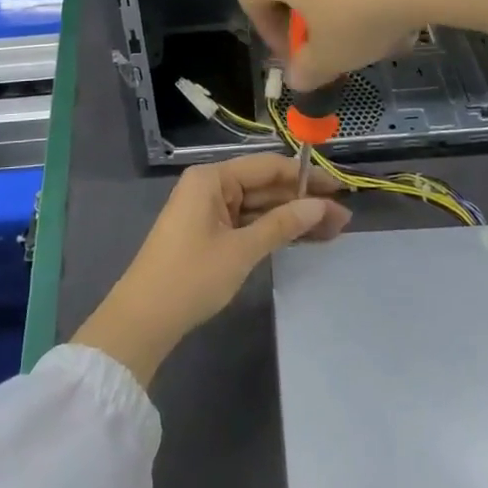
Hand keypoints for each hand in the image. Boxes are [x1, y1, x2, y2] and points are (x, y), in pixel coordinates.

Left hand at [71, 154, 348, 386]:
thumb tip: (320, 206)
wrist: (143, 320)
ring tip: (334, 230)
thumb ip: (282, 224)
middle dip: (303, 202)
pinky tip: (304, 239)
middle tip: (344, 218)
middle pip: (265, 186)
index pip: (267, 167)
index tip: (339, 189)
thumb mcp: (242, 249)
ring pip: (260, 207)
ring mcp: (210, 211)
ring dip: (293, 218)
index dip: (304, 177)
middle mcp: (210, 187)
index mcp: (212, 178)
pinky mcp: (210, 234)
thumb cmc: (191, 276)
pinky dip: (274, 231)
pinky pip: (248, 224)